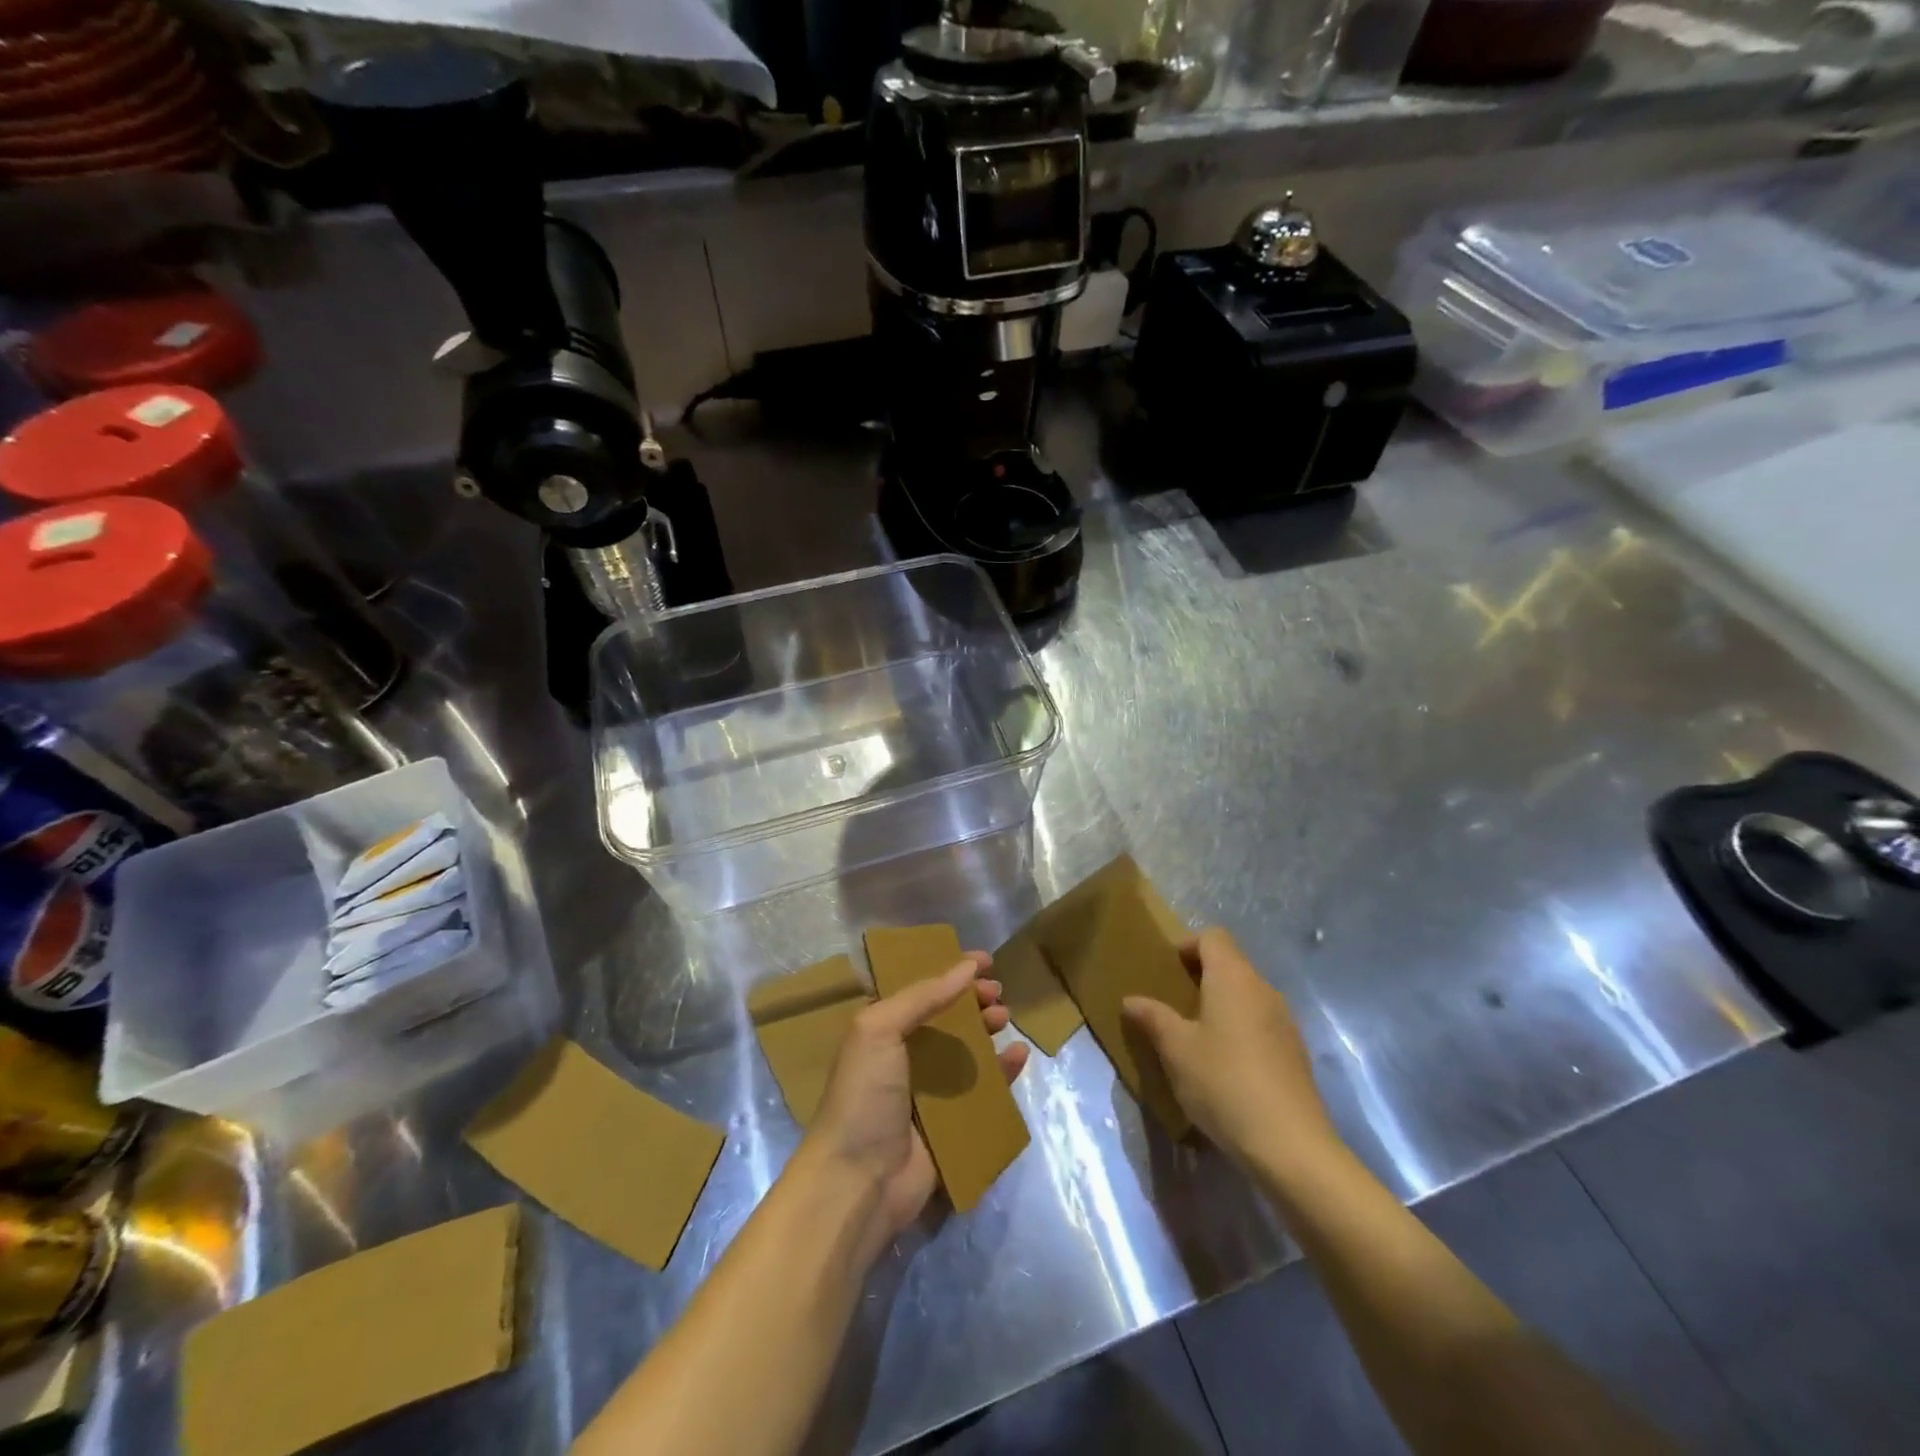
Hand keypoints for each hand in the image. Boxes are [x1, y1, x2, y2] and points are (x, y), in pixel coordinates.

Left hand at [802, 952, 1029, 1263]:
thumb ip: (923, 996)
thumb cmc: (864, 1094)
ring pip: (967, 1051)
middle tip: (997, 992)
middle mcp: (904, 1057)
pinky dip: (1003, 1071)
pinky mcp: (952, 1124)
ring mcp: (929, 1092)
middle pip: (946, 1019)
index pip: (920, 991)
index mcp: (881, 1032)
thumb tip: (966, 966)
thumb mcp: (879, 1029)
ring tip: (1005, 1018)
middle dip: (972, 1001)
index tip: (983, 960)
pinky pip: (984, 1090)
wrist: (859, 1180)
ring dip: (988, 1031)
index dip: (949, 972)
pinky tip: (1020, 1056)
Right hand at [1121, 927, 1337, 1178]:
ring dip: (1221, 1005)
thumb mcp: (1176, 1050)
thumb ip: (1153, 1018)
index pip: (1213, 937)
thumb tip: (1131, 999)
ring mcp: (1284, 1021)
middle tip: (1173, 1004)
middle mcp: (1263, 989)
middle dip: (1201, 976)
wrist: (1290, 1145)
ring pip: (1247, 995)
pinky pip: (1260, 1023)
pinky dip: (1240, 1030)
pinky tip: (1225, 1066)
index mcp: (1233, 978)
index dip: (1188, 945)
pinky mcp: (1295, 1052)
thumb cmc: (1224, 1082)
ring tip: (1195, 1036)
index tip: (1167, 970)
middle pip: (1231, 964)